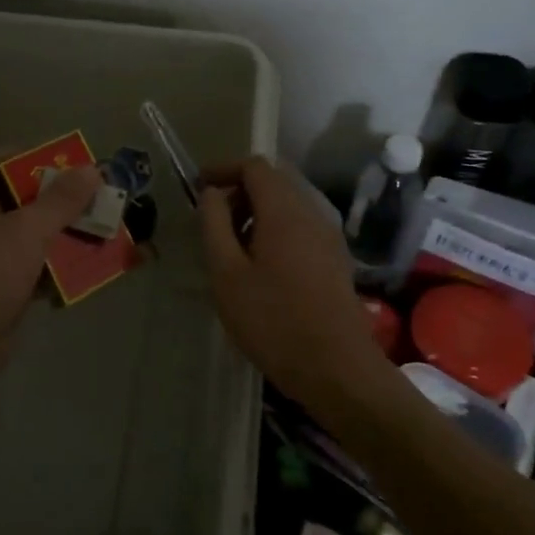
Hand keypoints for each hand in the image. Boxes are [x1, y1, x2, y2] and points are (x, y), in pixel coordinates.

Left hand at [0, 151, 101, 408]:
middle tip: (92, 196)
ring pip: (30, 239)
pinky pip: (35, 272)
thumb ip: (60, 201)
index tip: (57, 158)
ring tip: (101, 231)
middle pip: (17, 202)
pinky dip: (58, 271)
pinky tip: (88, 272)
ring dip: (63, 236)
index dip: (21, 155)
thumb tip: (91, 169)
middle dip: (56, 200)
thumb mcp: (27, 230)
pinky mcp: (1, 294)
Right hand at [198, 157, 381, 405]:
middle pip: (274, 181)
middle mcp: (312, 213)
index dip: (223, 169)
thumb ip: (214, 225)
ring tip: (232, 247)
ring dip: (257, 212)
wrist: (336, 368)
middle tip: (213, 220)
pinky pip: (301, 226)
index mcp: (284, 210)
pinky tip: (261, 266)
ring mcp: (328, 236)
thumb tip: (211, 193)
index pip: (255, 166)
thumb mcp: (227, 273)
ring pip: (289, 204)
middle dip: (240, 191)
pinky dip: (275, 230)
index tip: (199, 187)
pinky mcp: (335, 259)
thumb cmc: (273, 320)